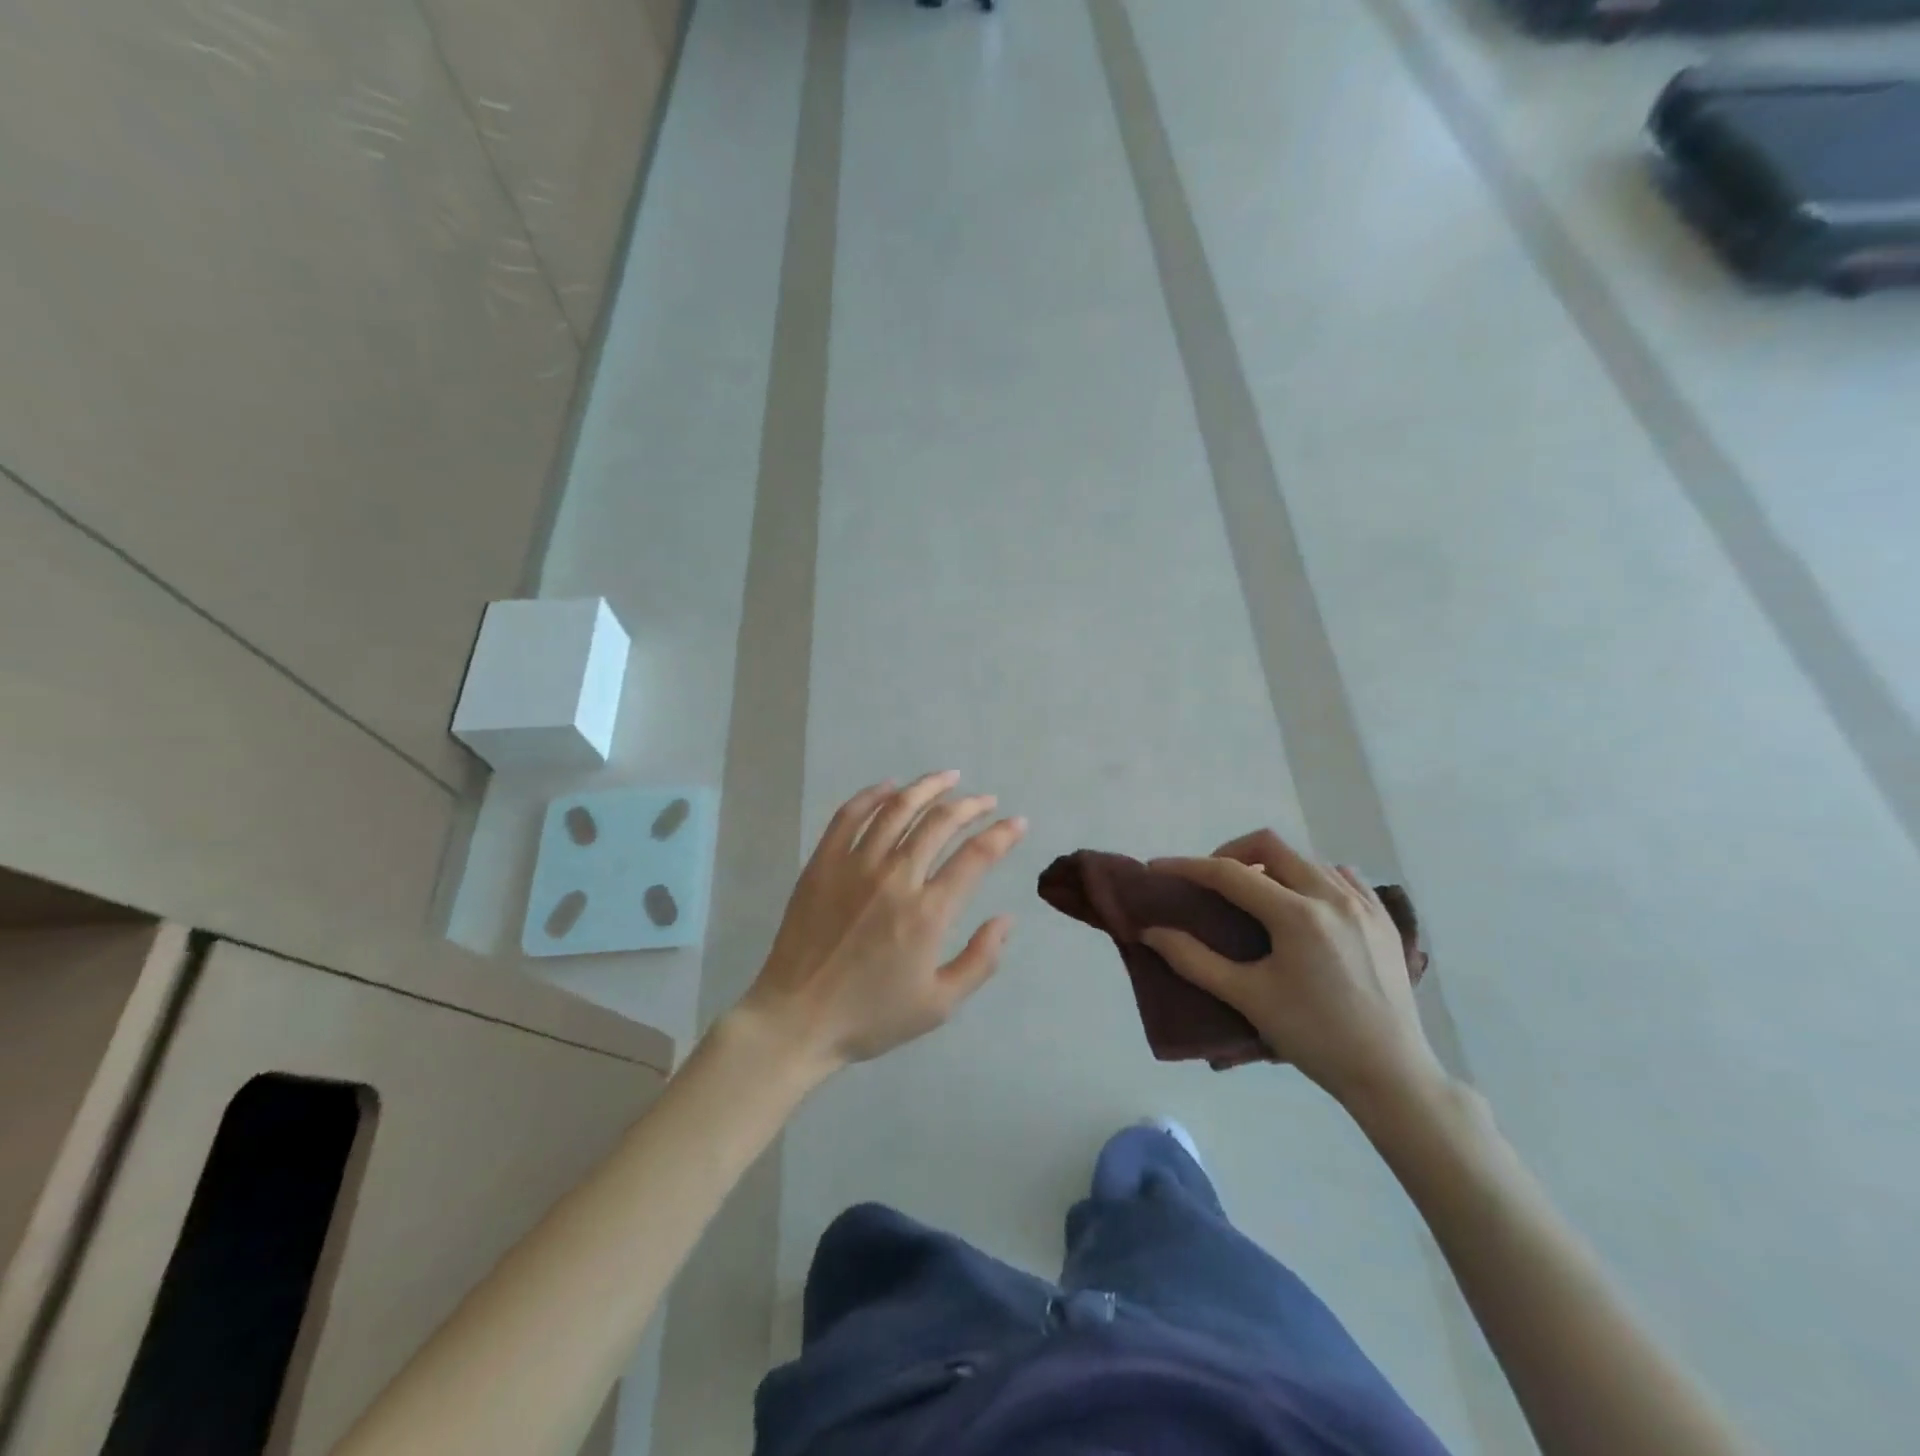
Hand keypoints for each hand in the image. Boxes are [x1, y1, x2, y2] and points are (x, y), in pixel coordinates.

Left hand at [736, 772, 1026, 1077]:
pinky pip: (849, 816)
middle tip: (986, 800)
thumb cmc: (871, 1016)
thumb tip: (1006, 919)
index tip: (1017, 823)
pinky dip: (872, 795)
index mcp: (927, 913)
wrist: (797, 1019)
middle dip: (970, 805)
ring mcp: (854, 865)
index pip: (975, 857)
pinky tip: (890, 786)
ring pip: (897, 809)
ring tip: (948, 778)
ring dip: (927, 787)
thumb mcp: (939, 1004)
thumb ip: (980, 960)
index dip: (1002, 834)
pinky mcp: (822, 863)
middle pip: (939, 822)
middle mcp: (895, 878)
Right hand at [1143, 831, 1444, 1108]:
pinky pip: (1341, 876)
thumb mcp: (1247, 998)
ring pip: (1306, 858)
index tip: (1156, 868)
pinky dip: (1312, 878)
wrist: (1391, 1075)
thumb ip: (1193, 960)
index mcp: (1297, 914)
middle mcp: (1332, 895)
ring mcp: (1364, 903)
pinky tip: (1303, 905)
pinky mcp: (1384, 918)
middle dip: (1230, 854)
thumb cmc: (1314, 1037)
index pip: (1229, 873)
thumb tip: (1150, 932)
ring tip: (1254, 896)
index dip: (1186, 866)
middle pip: (1270, 846)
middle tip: (1209, 882)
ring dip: (1272, 866)